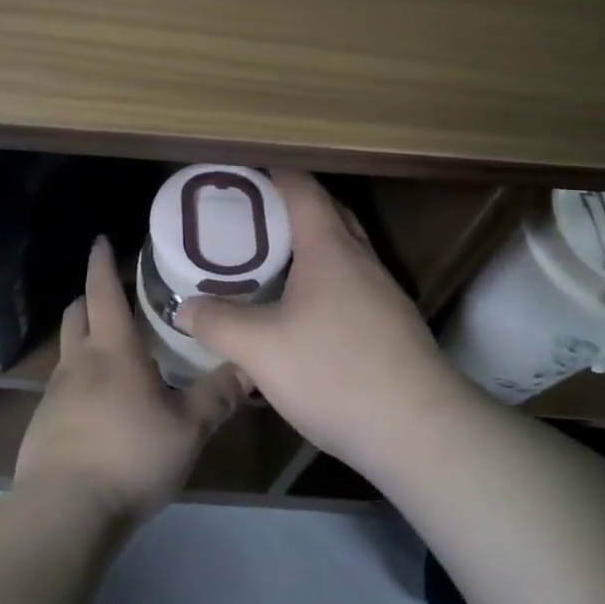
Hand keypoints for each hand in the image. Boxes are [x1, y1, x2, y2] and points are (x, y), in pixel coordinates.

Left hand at [15, 236, 250, 524]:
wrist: (64, 511)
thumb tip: (249, 366)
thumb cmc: (130, 455)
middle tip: (116, 296)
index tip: (101, 240)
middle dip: (91, 297)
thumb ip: (217, 396)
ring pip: (69, 350)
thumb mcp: (187, 428)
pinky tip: (101, 406)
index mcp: (112, 349)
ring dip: (86, 339)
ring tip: (116, 352)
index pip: (103, 291)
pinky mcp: (43, 424)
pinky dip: (81, 379)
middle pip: (77, 313)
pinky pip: (63, 387)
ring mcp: (55, 393)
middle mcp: (78, 361)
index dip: (102, 263)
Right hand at [175, 171, 464, 471]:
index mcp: (330, 249)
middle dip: (290, 205)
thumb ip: (218, 323)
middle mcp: (361, 260)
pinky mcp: (392, 326)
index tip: (242, 172)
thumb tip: (185, 308)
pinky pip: (350, 283)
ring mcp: (382, 293)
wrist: (419, 432)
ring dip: (308, 245)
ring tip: (268, 260)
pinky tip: (301, 312)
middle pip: (328, 213)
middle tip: (249, 215)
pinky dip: (323, 280)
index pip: (302, 189)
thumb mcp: (261, 349)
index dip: (272, 173)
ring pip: (342, 251)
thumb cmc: (335, 372)